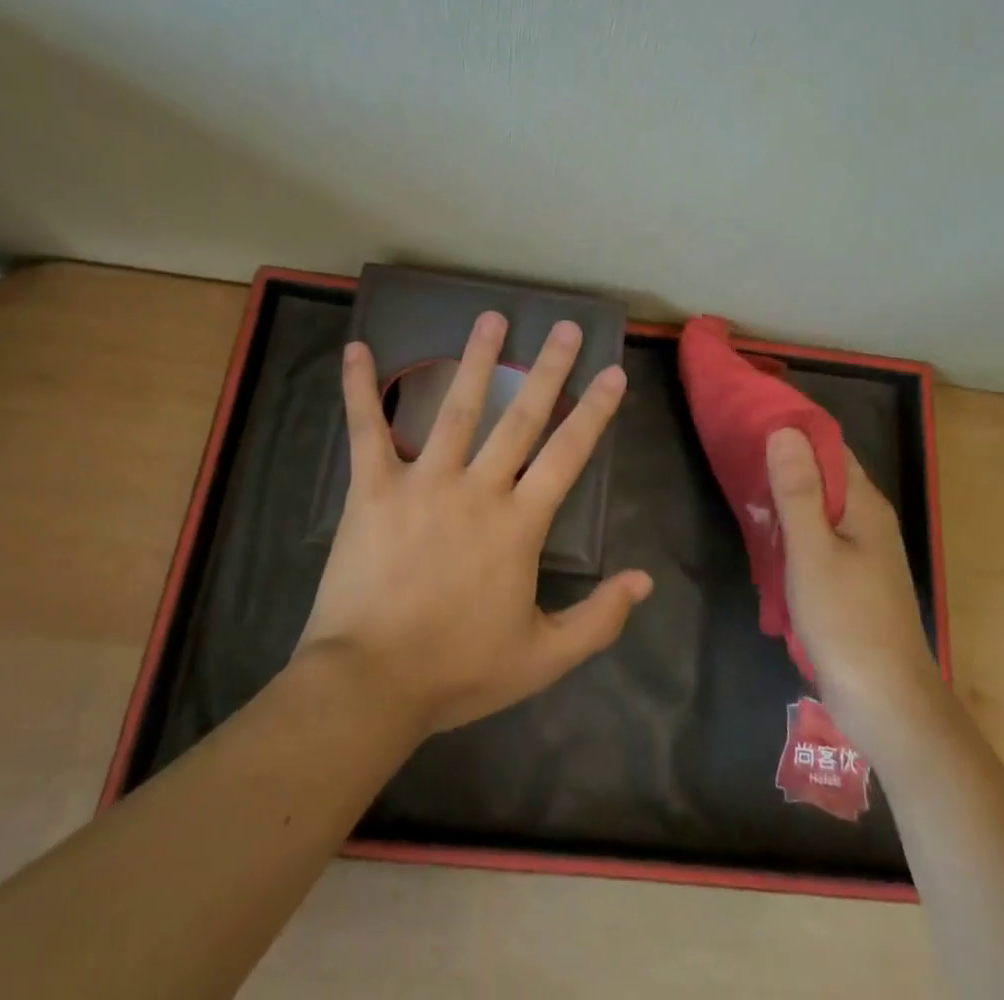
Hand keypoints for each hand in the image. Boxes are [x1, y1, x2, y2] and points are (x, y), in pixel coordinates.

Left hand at [297, 312, 652, 735]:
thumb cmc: (457, 671)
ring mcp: (423, 482)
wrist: (369, 685)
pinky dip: (359, 388)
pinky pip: (366, 430)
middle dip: (548, 369)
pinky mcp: (373, 489)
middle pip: (521, 418)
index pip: (567, 454)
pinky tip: (357, 348)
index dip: (594, 411)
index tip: (612, 371)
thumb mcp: (542, 658)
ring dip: (477, 360)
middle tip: (565, 326)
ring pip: (455, 408)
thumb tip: (645, 580)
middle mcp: (477, 489)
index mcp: (519, 524)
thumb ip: (598, 619)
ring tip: (493, 317)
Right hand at [767, 429, 937, 757]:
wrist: (888, 705)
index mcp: (864, 505)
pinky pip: (817, 538)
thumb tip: (785, 429)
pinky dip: (790, 529)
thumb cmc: (848, 622)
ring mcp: (861, 553)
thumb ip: (798, 491)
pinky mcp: (851, 580)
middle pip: (823, 475)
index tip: (750, 417)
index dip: (792, 429)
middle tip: (734, 451)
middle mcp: (867, 520)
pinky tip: (763, 536)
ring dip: (784, 497)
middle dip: (783, 461)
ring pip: (818, 508)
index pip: (829, 446)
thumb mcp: (813, 551)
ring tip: (740, 486)